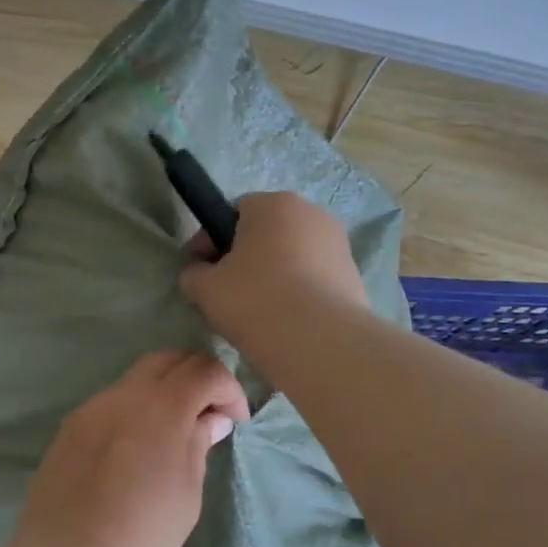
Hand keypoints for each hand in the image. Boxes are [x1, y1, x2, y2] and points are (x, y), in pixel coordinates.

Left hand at [12, 350, 248, 546]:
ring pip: (134, 378)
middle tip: (208, 410)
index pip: (204, 370)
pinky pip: (109, 403)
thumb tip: (210, 420)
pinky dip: (133, 409)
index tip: (235, 420)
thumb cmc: (143, 532)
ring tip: (171, 430)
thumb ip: (197, 444)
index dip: (228, 388)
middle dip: (196, 376)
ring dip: (162, 391)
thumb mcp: (187, 492)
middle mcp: (124, 394)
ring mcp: (91, 408)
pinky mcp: (69, 427)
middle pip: (168, 359)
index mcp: (162, 407)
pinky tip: (133, 447)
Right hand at [179, 192, 369, 363]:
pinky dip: (298, 291)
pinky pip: (314, 276)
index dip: (211, 240)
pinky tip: (287, 320)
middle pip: (267, 231)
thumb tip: (198, 274)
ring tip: (258, 310)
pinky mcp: (353, 274)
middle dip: (246, 255)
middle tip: (227, 291)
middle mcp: (311, 213)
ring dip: (273, 273)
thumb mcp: (205, 288)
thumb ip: (194, 274)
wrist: (320, 342)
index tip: (200, 269)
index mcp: (273, 204)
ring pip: (292, 254)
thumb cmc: (255, 301)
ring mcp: (338, 243)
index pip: (234, 211)